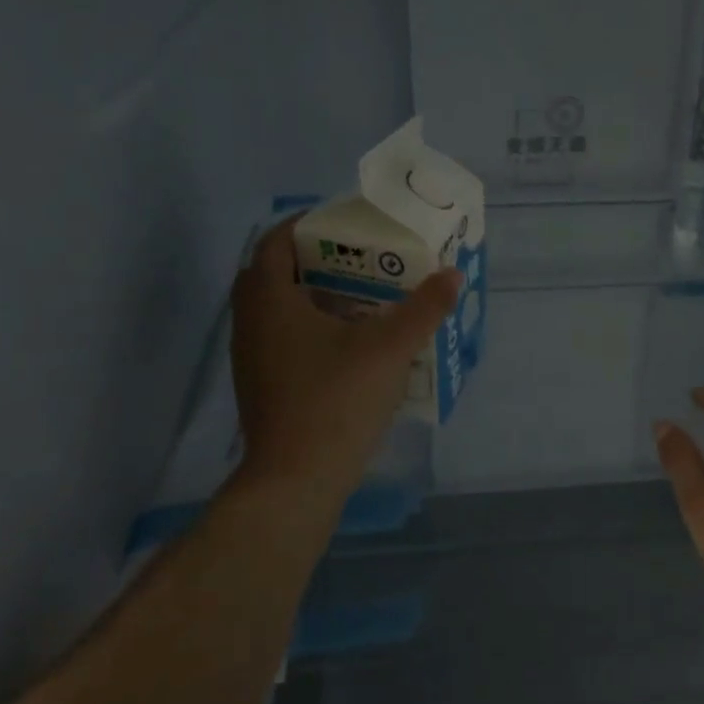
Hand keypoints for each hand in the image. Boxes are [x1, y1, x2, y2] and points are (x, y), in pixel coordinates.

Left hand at [229, 220, 460, 507]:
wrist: (296, 479)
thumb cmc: (337, 400)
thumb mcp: (390, 348)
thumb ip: (424, 308)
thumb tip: (452, 275)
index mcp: (270, 299)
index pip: (276, 241)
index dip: (306, 224)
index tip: (345, 223)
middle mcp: (251, 322)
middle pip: (275, 273)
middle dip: (314, 260)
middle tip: (358, 259)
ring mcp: (251, 357)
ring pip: (278, 309)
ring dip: (312, 296)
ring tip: (361, 297)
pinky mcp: (261, 385)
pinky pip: (281, 338)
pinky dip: (309, 327)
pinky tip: (349, 344)